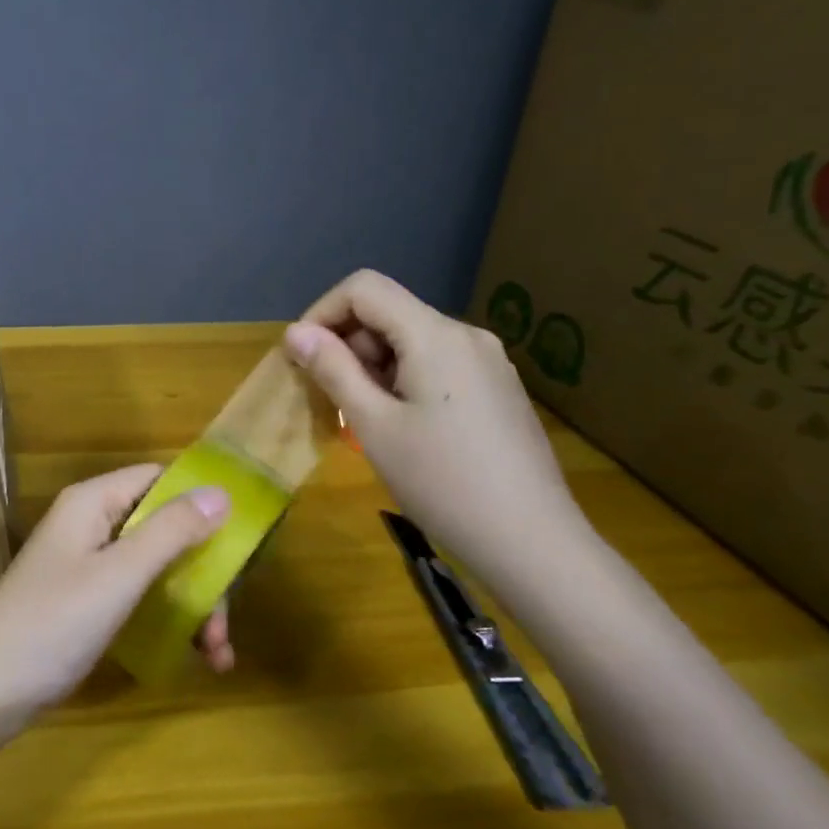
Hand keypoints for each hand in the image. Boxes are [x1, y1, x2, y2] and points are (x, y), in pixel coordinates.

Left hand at [0, 464, 232, 725]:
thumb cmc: (53, 624)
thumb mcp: (119, 575)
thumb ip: (171, 532)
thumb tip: (222, 492)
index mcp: (93, 503)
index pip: (159, 479)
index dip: (200, 501)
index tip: (241, 540)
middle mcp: (92, 525)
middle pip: (165, 529)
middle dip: (203, 574)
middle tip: (224, 624)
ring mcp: (89, 566)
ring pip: (158, 568)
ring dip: (194, 606)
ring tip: (217, 655)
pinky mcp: (88, 603)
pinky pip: (141, 598)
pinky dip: (170, 621)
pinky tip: (196, 657)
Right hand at [284, 269, 589, 589]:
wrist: (531, 541)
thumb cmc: (442, 482)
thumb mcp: (374, 425)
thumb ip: (333, 370)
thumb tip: (296, 332)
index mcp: (435, 335)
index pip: (364, 288)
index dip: (322, 313)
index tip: (302, 357)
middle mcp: (466, 335)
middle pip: (389, 313)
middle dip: (347, 345)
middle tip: (328, 398)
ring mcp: (488, 362)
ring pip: (412, 341)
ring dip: (373, 366)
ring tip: (362, 419)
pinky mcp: (498, 388)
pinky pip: (437, 364)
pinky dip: (403, 380)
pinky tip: (401, 427)